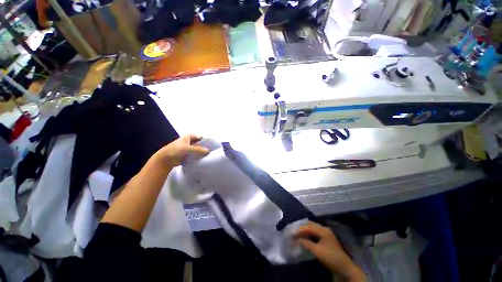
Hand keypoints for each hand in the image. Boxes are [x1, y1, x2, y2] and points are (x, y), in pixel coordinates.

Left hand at [155, 134, 209, 167]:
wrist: (165, 159)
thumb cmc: (175, 150)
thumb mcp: (187, 149)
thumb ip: (198, 149)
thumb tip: (209, 151)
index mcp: (190, 136)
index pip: (202, 137)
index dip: (208, 141)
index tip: (214, 146)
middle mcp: (191, 141)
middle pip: (201, 143)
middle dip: (206, 147)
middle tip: (213, 151)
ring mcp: (189, 148)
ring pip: (199, 149)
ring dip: (203, 152)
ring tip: (210, 156)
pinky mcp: (188, 154)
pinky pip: (196, 154)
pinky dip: (199, 156)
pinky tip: (204, 159)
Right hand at [295, 222, 365, 281]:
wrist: (344, 267)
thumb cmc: (331, 258)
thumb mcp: (317, 251)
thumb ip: (306, 243)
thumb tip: (296, 239)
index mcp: (323, 230)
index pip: (308, 226)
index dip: (299, 229)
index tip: (291, 233)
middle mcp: (324, 229)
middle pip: (310, 225)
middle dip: (301, 228)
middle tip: (293, 232)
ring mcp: (326, 233)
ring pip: (312, 228)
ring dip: (305, 230)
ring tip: (297, 234)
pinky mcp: (326, 238)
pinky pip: (315, 232)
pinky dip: (308, 233)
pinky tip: (304, 236)